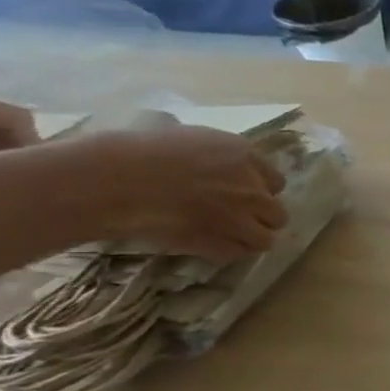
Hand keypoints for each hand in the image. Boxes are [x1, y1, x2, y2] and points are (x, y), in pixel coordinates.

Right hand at [84, 125, 288, 262]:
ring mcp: (239, 217)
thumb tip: (219, 162)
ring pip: (265, 239)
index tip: (244, 194)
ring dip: (249, 239)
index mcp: (244, 157)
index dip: (261, 190)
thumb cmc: (137, 150)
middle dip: (261, 218)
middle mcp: (251, 188)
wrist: (112, 180)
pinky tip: (209, 245)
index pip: (277, 182)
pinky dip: (226, 252)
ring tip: (228, 236)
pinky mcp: (220, 241)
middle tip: (237, 218)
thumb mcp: (188, 137)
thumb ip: (217, 155)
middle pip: (277, 213)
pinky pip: (237, 253)